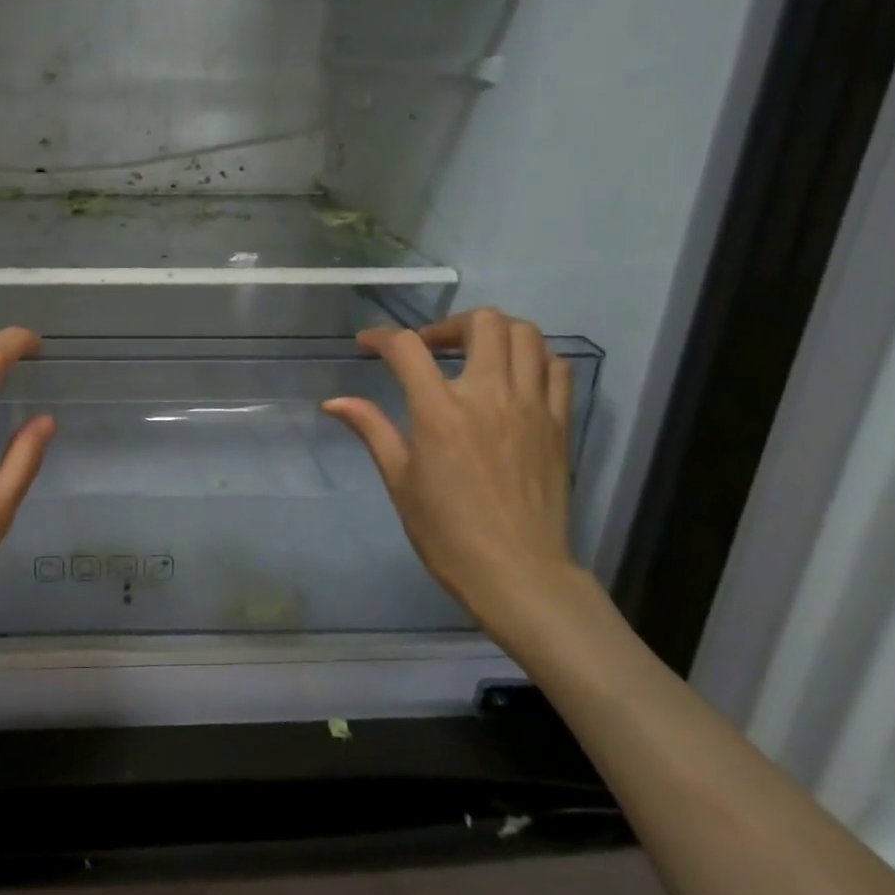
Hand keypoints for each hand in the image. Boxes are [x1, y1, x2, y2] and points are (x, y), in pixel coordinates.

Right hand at [322, 309, 594, 640]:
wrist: (518, 572)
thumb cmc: (447, 532)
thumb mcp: (400, 480)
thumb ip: (372, 429)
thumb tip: (334, 402)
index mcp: (440, 412)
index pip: (408, 348)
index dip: (382, 337)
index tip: (367, 344)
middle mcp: (489, 396)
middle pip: (481, 322)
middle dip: (448, 325)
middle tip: (430, 348)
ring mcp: (532, 406)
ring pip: (525, 335)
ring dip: (493, 332)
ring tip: (473, 355)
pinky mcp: (560, 422)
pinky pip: (556, 368)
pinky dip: (533, 358)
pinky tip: (513, 377)